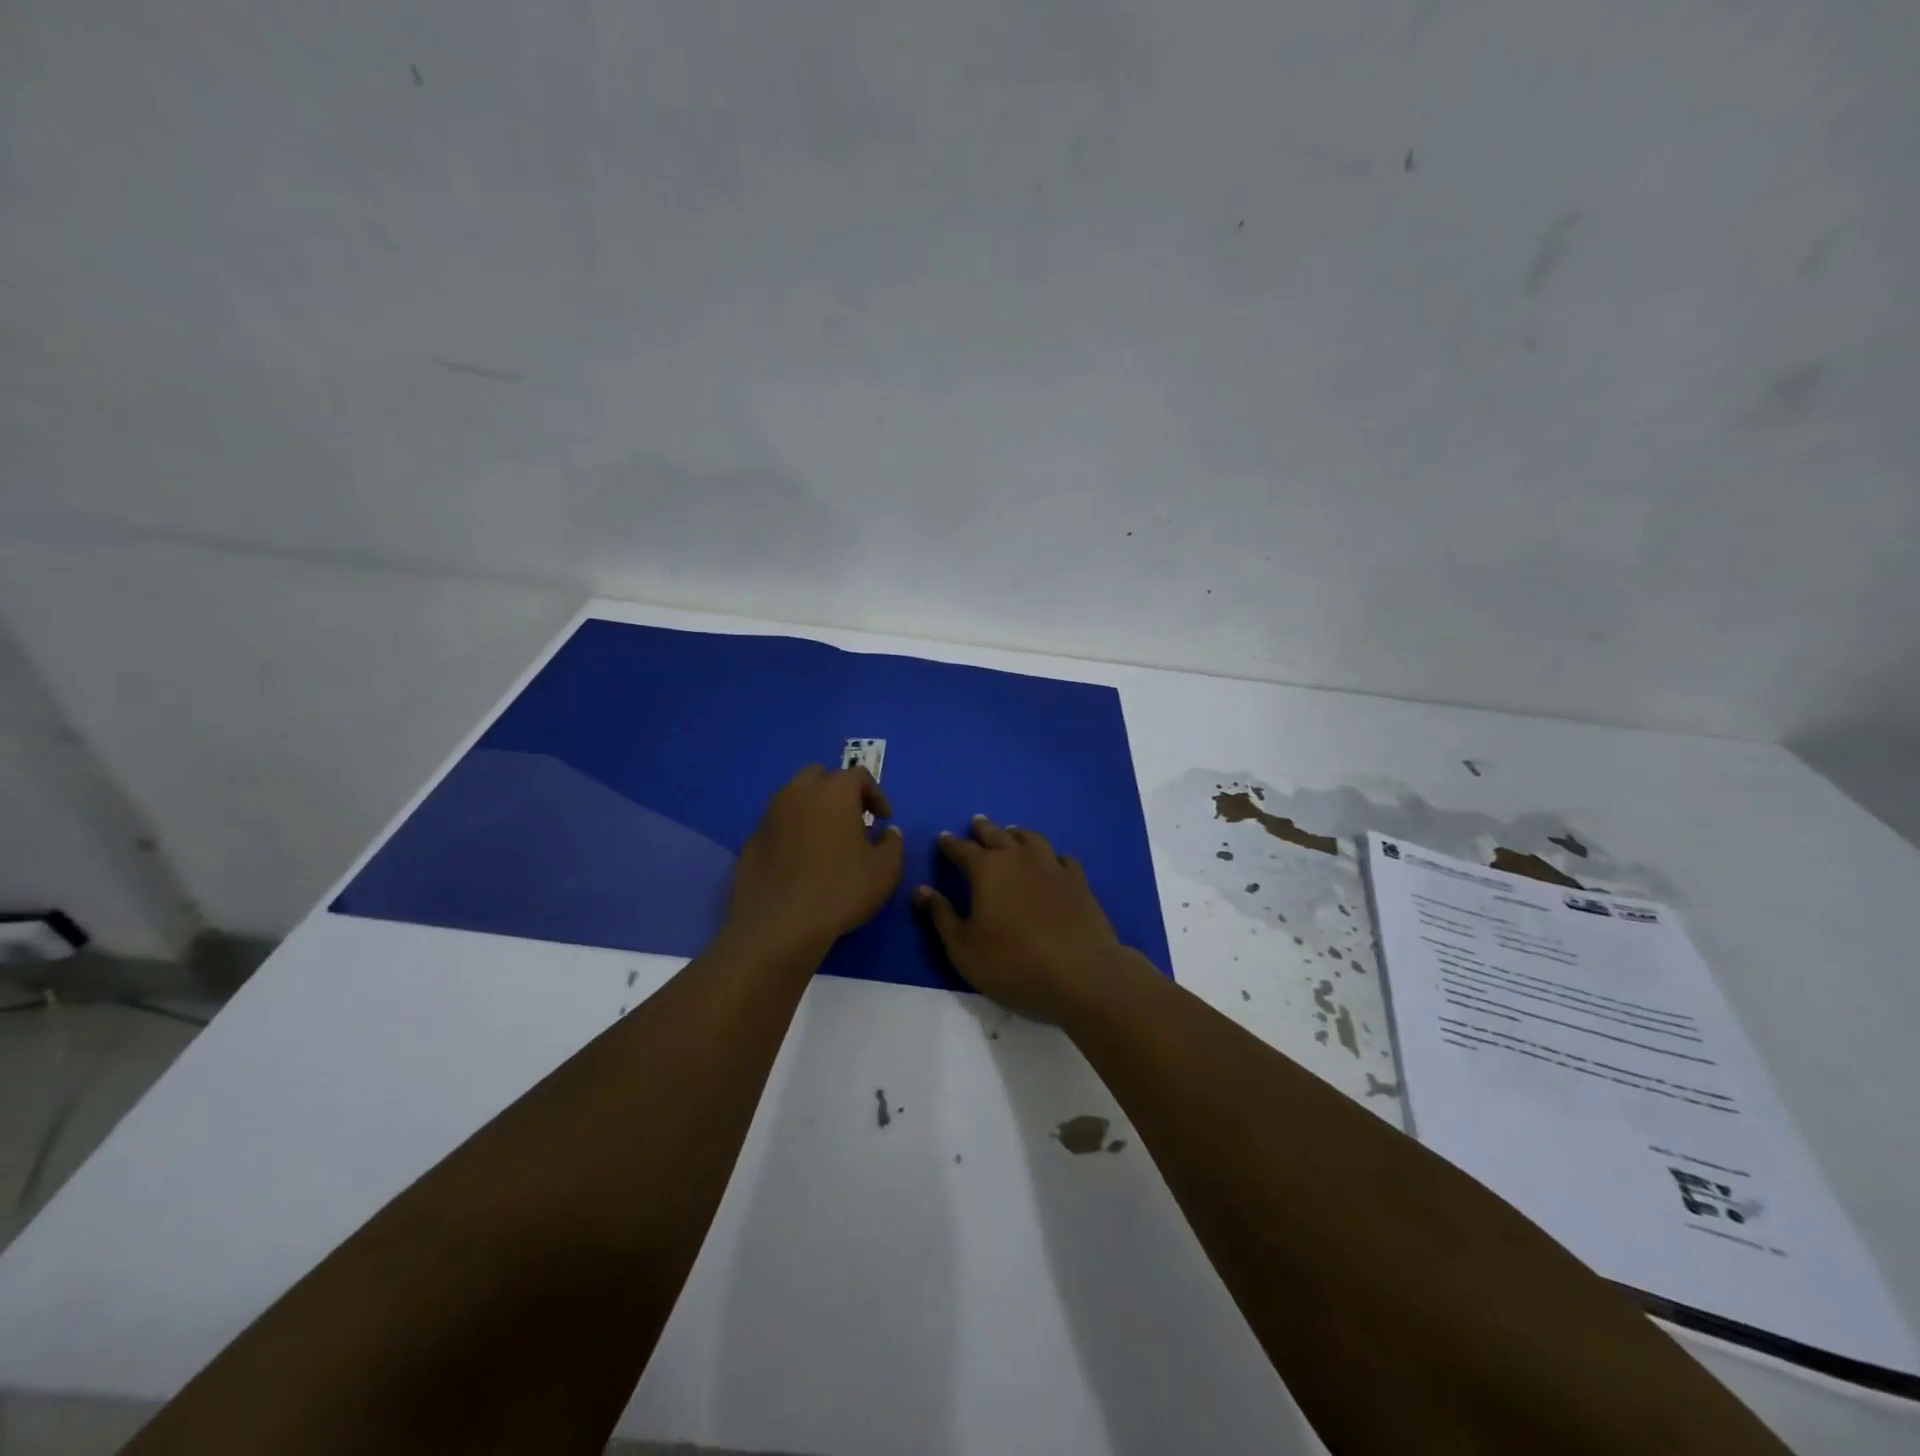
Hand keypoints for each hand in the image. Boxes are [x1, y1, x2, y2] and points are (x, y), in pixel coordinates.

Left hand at [726, 765, 903, 953]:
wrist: (778, 926)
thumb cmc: (840, 891)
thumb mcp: (885, 871)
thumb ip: (893, 844)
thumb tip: (888, 832)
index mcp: (833, 792)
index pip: (858, 775)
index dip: (875, 794)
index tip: (883, 819)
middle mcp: (798, 793)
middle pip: (819, 775)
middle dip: (838, 791)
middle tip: (852, 820)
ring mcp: (769, 816)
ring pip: (793, 797)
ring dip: (812, 809)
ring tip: (826, 841)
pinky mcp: (750, 841)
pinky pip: (777, 825)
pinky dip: (791, 832)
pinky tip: (799, 863)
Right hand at [915, 815, 1133, 1021]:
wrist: (1080, 972)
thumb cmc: (1013, 963)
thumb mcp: (963, 948)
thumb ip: (941, 915)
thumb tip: (922, 890)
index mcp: (987, 870)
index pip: (962, 849)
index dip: (950, 844)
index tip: (943, 838)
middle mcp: (1019, 858)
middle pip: (997, 835)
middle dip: (983, 829)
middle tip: (976, 823)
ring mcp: (1052, 866)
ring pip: (1031, 839)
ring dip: (1017, 834)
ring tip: (1011, 832)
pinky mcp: (1078, 881)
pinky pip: (1062, 858)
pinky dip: (1051, 855)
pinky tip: (1052, 860)